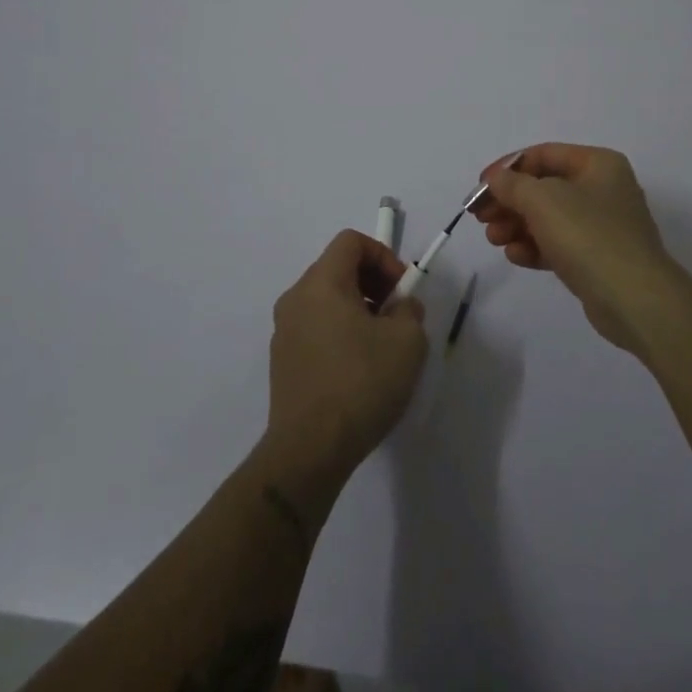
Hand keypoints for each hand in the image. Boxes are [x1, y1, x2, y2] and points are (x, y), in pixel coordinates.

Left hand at [267, 231, 428, 477]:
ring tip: (382, 344)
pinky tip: (359, 369)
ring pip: (327, 299)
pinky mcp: (283, 361)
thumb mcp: (407, 340)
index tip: (402, 289)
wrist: (309, 450)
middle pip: (337, 268)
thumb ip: (409, 310)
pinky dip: (340, 331)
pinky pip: (316, 327)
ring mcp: (284, 331)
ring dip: (358, 308)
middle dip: (373, 282)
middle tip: (397, 314)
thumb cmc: (361, 383)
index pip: (351, 241)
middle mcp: (296, 298)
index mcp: (321, 283)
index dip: (383, 255)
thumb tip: (400, 308)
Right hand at [473, 143, 687, 355]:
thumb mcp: (543, 200)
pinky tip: (515, 256)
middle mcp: (603, 189)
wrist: (634, 298)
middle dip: (509, 201)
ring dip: (517, 225)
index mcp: (598, 164)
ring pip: (549, 218)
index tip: (481, 186)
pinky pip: (559, 244)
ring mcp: (603, 225)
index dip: (507, 167)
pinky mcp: (598, 259)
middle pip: (544, 187)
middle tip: (480, 216)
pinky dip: (535, 246)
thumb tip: (497, 179)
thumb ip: (513, 185)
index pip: (543, 154)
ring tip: (493, 239)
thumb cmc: (588, 235)